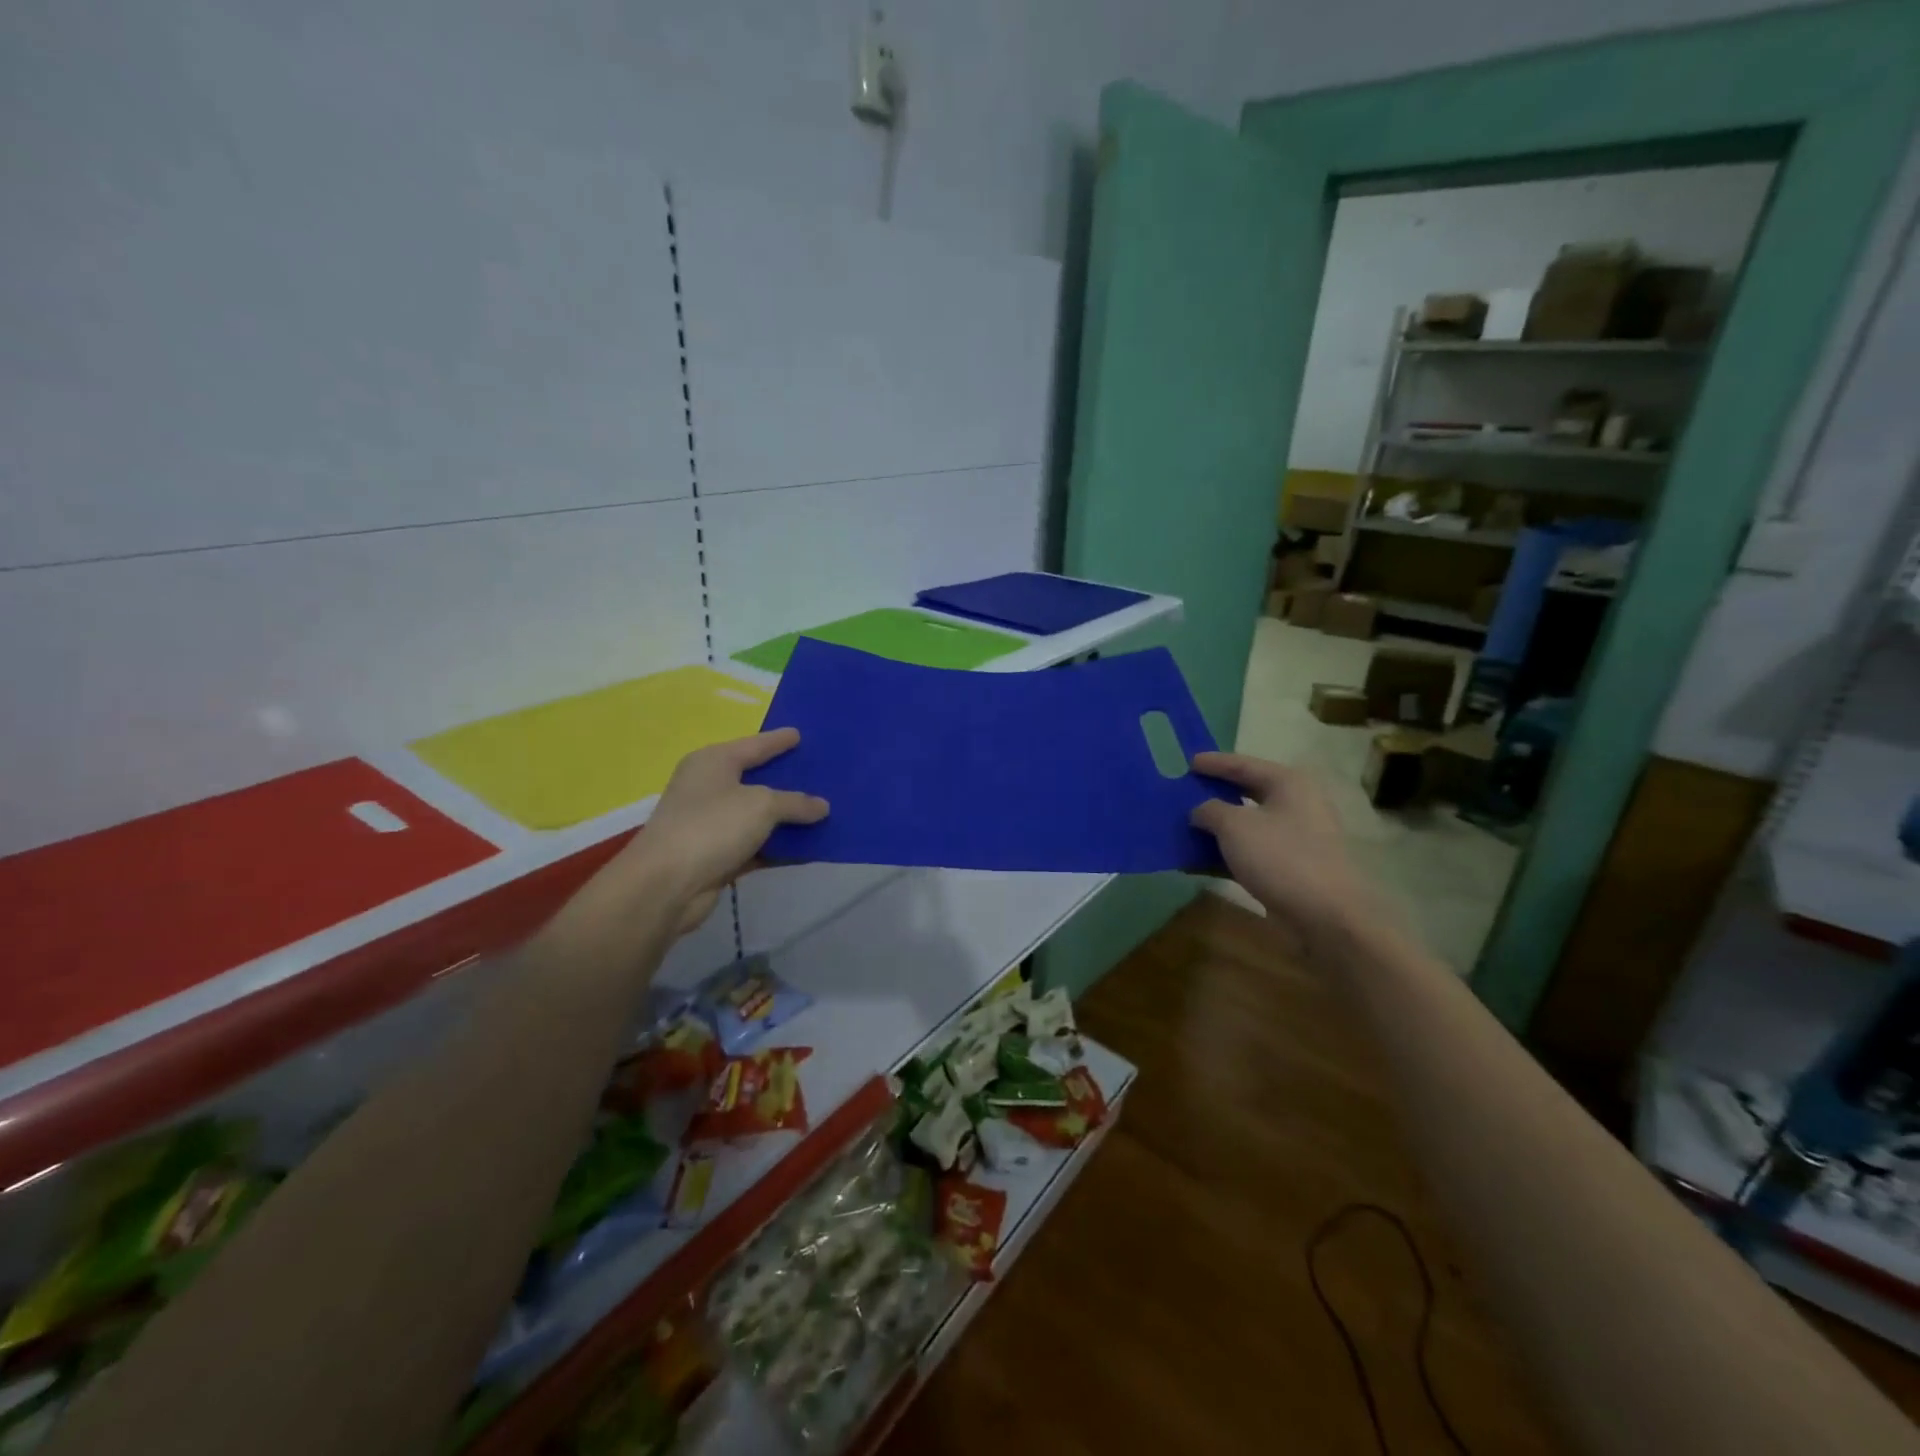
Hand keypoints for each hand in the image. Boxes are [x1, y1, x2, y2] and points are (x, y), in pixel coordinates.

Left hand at [613, 728, 827, 934]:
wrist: (666, 885)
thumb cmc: (711, 827)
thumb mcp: (761, 805)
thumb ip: (795, 803)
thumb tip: (822, 806)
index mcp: (713, 762)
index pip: (753, 745)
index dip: (777, 740)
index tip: (800, 734)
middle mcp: (709, 788)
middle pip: (756, 779)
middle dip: (787, 779)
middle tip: (820, 773)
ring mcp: (711, 824)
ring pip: (759, 816)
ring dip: (788, 818)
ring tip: (824, 811)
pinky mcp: (717, 856)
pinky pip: (758, 845)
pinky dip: (780, 846)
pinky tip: (809, 847)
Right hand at [1189, 752, 1395, 963]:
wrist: (1327, 917)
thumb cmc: (1281, 858)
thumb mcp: (1235, 827)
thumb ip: (1210, 810)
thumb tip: (1200, 810)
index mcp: (1287, 784)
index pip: (1243, 764)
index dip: (1213, 763)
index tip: (1187, 762)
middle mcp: (1295, 805)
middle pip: (1246, 792)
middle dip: (1213, 794)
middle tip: (1184, 791)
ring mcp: (1295, 838)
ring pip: (1247, 825)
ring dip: (1216, 828)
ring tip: (1183, 827)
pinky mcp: (1290, 868)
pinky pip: (1250, 852)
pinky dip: (1225, 854)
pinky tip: (1196, 862)